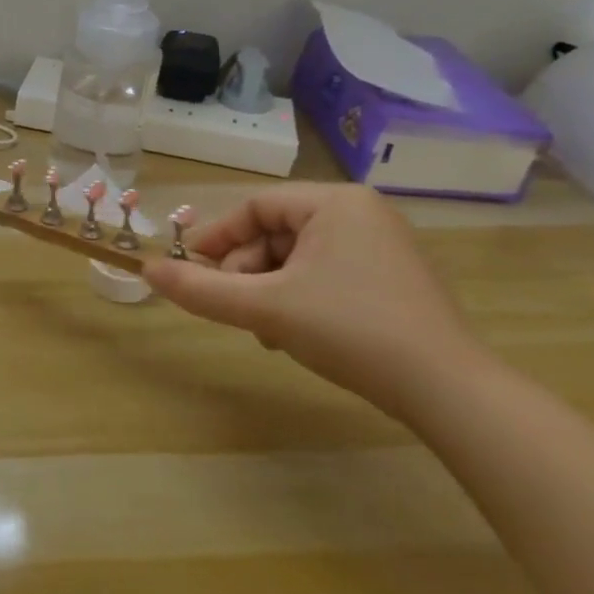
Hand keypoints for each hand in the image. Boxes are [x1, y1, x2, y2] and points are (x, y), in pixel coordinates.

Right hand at [142, 184, 488, 420]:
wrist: (447, 390)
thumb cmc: (349, 329)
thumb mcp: (264, 307)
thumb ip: (200, 289)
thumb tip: (146, 271)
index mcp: (336, 203)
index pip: (255, 207)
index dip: (215, 238)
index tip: (188, 270)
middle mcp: (362, 214)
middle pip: (274, 233)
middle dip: (245, 271)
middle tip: (234, 308)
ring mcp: (382, 247)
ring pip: (296, 258)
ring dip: (267, 290)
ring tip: (265, 329)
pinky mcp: (392, 280)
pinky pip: (324, 275)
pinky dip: (297, 299)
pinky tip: (295, 333)